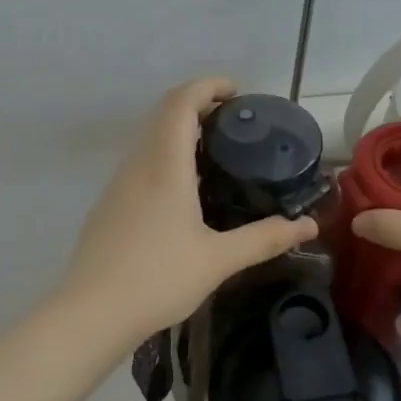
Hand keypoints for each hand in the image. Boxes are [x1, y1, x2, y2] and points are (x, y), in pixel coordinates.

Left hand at [64, 77, 319, 342]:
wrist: (91, 313)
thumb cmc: (158, 279)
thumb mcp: (219, 260)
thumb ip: (265, 239)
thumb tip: (309, 226)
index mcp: (165, 166)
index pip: (181, 102)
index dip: (208, 86)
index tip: (238, 92)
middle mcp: (137, 165)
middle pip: (163, 115)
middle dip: (198, 106)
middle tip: (235, 126)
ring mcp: (117, 185)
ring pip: (149, 140)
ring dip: (180, 134)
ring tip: (216, 157)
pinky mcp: (108, 206)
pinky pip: (140, 165)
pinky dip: (165, 159)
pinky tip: (184, 195)